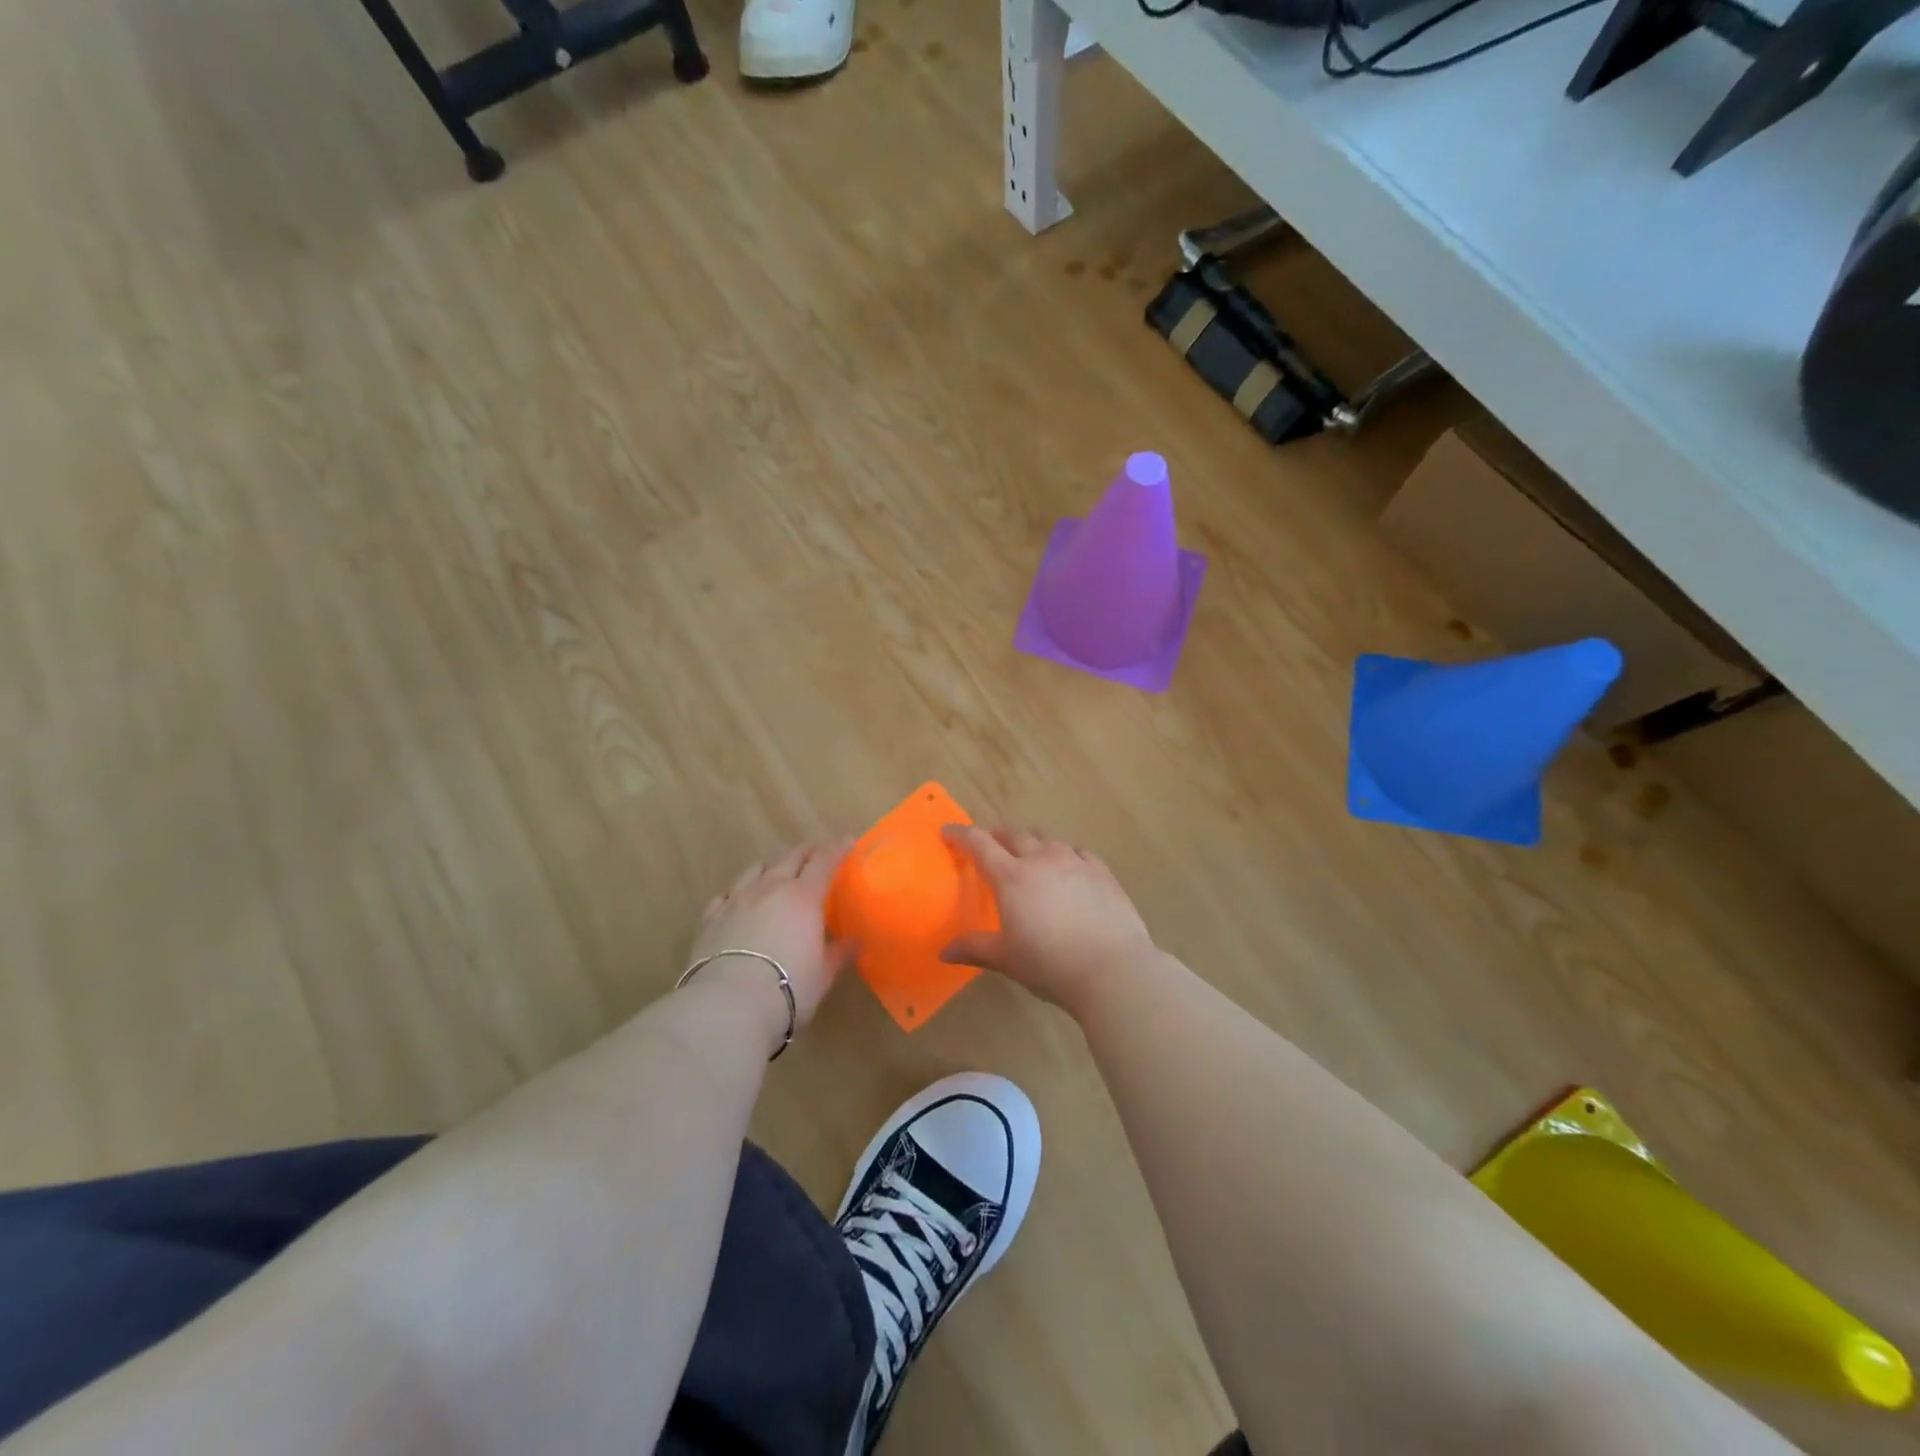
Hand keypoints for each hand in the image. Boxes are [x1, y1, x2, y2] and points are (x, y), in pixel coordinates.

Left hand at [689, 840, 857, 1033]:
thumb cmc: (789, 987)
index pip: (824, 861)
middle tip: (817, 852)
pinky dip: (737, 893)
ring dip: (771, 866)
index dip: (837, 848)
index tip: (848, 841)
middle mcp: (770, 888)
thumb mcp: (823, 974)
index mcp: (803, 897)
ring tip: (777, 872)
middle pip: (790, 857)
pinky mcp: (711, 918)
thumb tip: (856, 942)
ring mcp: (737, 900)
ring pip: (756, 869)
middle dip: (807, 851)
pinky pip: (726, 895)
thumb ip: (839, 953)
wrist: (729, 1005)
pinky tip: (738, 902)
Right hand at [939, 825, 1156, 1015]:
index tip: (948, 830)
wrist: (1112, 969)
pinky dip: (1065, 854)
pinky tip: (1068, 868)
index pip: (980, 844)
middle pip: (1014, 834)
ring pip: (1047, 838)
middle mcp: (1041, 859)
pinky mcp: (1102, 871)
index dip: (961, 834)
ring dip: (1032, 842)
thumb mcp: (1007, 959)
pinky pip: (1078, 851)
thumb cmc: (1050, 964)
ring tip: (1029, 856)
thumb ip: (975, 949)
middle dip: (997, 835)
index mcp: (1011, 877)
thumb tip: (944, 952)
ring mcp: (1075, 862)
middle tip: (990, 846)